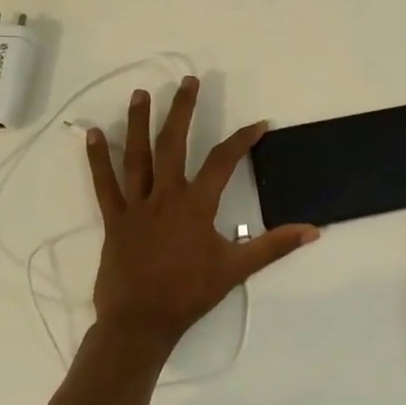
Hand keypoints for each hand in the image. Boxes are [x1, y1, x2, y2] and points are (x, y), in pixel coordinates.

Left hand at [85, 78, 318, 369]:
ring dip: (140, 122)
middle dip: (182, 110)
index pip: (223, 161)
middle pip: (174, 144)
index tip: (259, 124)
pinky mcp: (114, 219)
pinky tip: (93, 134)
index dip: (242, 139)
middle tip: (188, 82)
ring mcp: (136, 206)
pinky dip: (97, 159)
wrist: (140, 323)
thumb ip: (274, 246)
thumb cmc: (190, 294)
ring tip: (142, 93)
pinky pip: (104, 184)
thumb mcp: (236, 269)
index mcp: (196, 206)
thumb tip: (312, 231)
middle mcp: (165, 196)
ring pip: (137, 156)